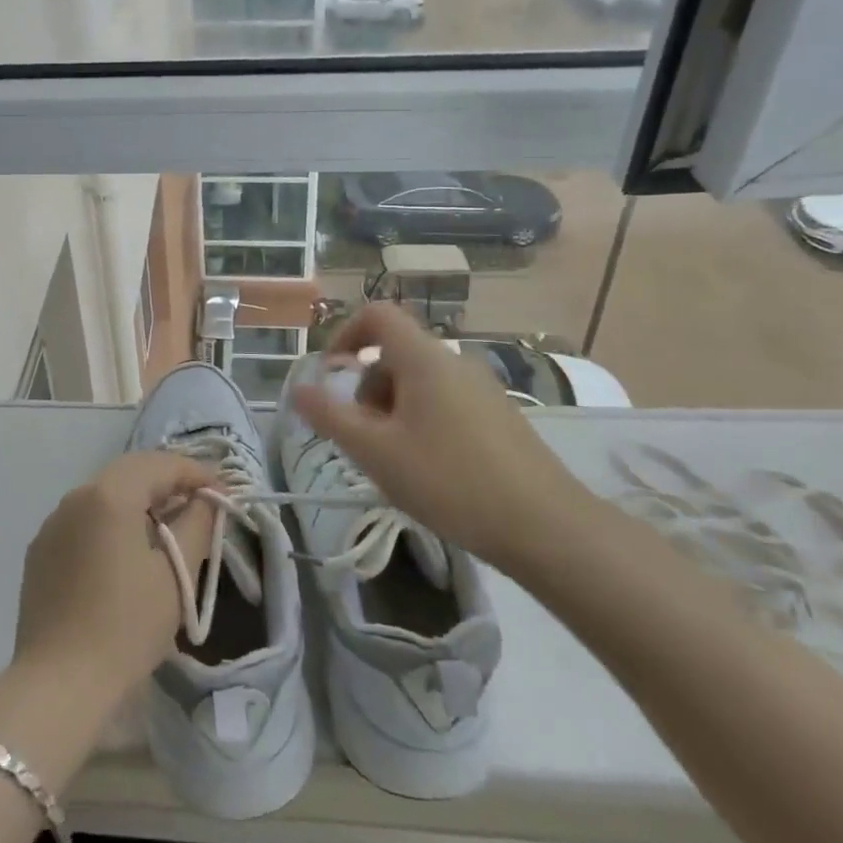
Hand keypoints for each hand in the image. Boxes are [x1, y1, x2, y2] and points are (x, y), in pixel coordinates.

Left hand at [12, 451, 215, 703]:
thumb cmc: (126, 627)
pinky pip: (84, 518)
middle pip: (130, 471)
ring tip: (167, 524)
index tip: (222, 491)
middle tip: (198, 501)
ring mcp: (53, 522)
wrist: (59, 685)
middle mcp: (77, 496)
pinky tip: (126, 549)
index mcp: (110, 494)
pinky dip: (111, 520)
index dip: (195, 473)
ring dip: (138, 498)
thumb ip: (197, 523)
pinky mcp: (41, 550)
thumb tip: (206, 499)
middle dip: (166, 480)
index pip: (160, 464)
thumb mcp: (175, 574)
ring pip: (104, 493)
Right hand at [289, 302, 599, 572]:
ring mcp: (481, 388)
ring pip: (419, 382)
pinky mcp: (498, 416)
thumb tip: (296, 388)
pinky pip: (444, 402)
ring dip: (392, 410)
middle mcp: (454, 361)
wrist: (546, 527)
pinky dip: (421, 422)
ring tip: (395, 461)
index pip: (377, 314)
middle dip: (367, 388)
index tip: (332, 376)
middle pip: (394, 353)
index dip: (344, 334)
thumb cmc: (450, 481)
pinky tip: (430, 471)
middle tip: (364, 437)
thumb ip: (330, 416)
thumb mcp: (376, 451)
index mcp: (423, 358)